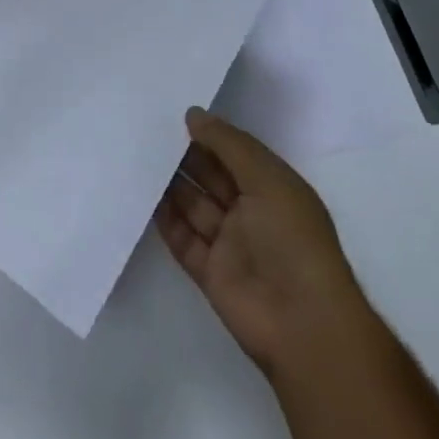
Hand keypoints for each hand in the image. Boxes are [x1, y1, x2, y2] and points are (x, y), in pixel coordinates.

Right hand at [157, 108, 361, 378]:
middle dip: (184, 157)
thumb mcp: (267, 179)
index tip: (173, 114)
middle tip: (146, 131)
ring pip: (193, 206)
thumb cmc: (292, 240)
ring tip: (136, 156)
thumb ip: (228, 144)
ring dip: (170, 184)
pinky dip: (164, 219)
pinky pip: (182, 238)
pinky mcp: (209, 271)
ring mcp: (230, 244)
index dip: (209, 135)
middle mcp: (252, 213)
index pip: (236, 154)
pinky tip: (141, 196)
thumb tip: (193, 115)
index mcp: (273, 189)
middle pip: (211, 177)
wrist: (302, 324)